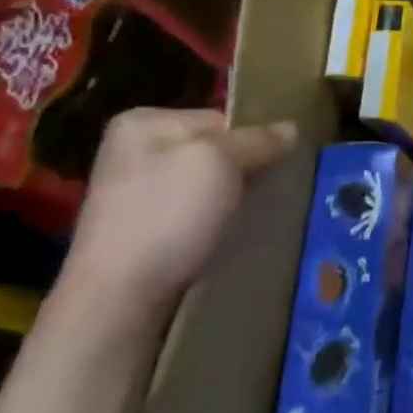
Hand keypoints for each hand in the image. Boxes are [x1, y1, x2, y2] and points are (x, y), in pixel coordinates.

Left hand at [61, 109, 296, 320]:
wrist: (121, 293)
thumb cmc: (169, 214)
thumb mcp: (221, 162)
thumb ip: (259, 140)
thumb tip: (291, 127)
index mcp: (144, 122)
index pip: (221, 119)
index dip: (252, 141)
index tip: (272, 168)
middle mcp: (133, 150)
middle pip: (214, 150)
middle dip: (243, 170)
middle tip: (266, 193)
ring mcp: (133, 190)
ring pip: (207, 183)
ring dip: (231, 198)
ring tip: (249, 216)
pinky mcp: (141, 227)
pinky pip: (193, 210)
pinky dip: (215, 219)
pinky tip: (225, 234)